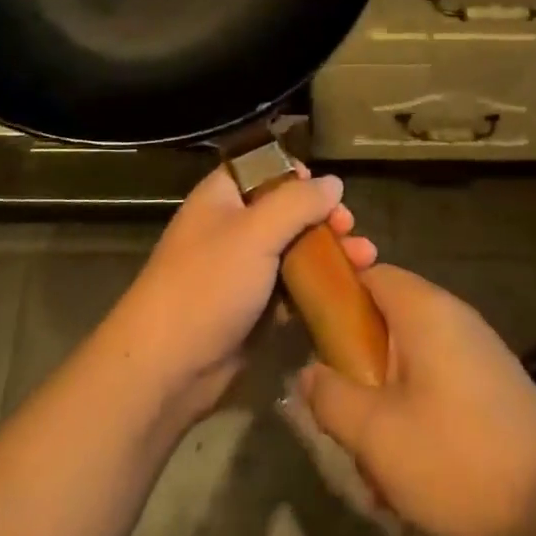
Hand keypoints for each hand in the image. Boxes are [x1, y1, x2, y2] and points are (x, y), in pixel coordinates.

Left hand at [109, 165, 375, 419]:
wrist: (168, 366)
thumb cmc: (207, 284)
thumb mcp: (254, 232)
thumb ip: (297, 203)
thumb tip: (333, 182)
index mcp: (222, 197)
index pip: (262, 168)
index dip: (296, 175)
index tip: (326, 191)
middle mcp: (232, 227)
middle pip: (286, 210)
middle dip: (323, 217)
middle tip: (350, 228)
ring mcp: (242, 270)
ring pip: (294, 250)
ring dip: (330, 251)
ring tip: (367, 257)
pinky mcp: (254, 308)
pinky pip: (292, 288)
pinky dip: (318, 285)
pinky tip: (349, 288)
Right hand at [299, 265, 535, 535]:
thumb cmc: (459, 459)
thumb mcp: (376, 434)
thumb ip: (330, 396)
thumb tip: (308, 372)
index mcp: (424, 310)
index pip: (368, 273)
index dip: (333, 296)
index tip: (307, 335)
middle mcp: (453, 319)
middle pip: (385, 322)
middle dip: (357, 370)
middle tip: (342, 416)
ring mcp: (477, 354)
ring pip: (408, 364)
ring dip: (384, 406)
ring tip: (377, 466)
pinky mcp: (492, 389)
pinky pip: (436, 387)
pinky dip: (415, 419)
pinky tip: (412, 476)